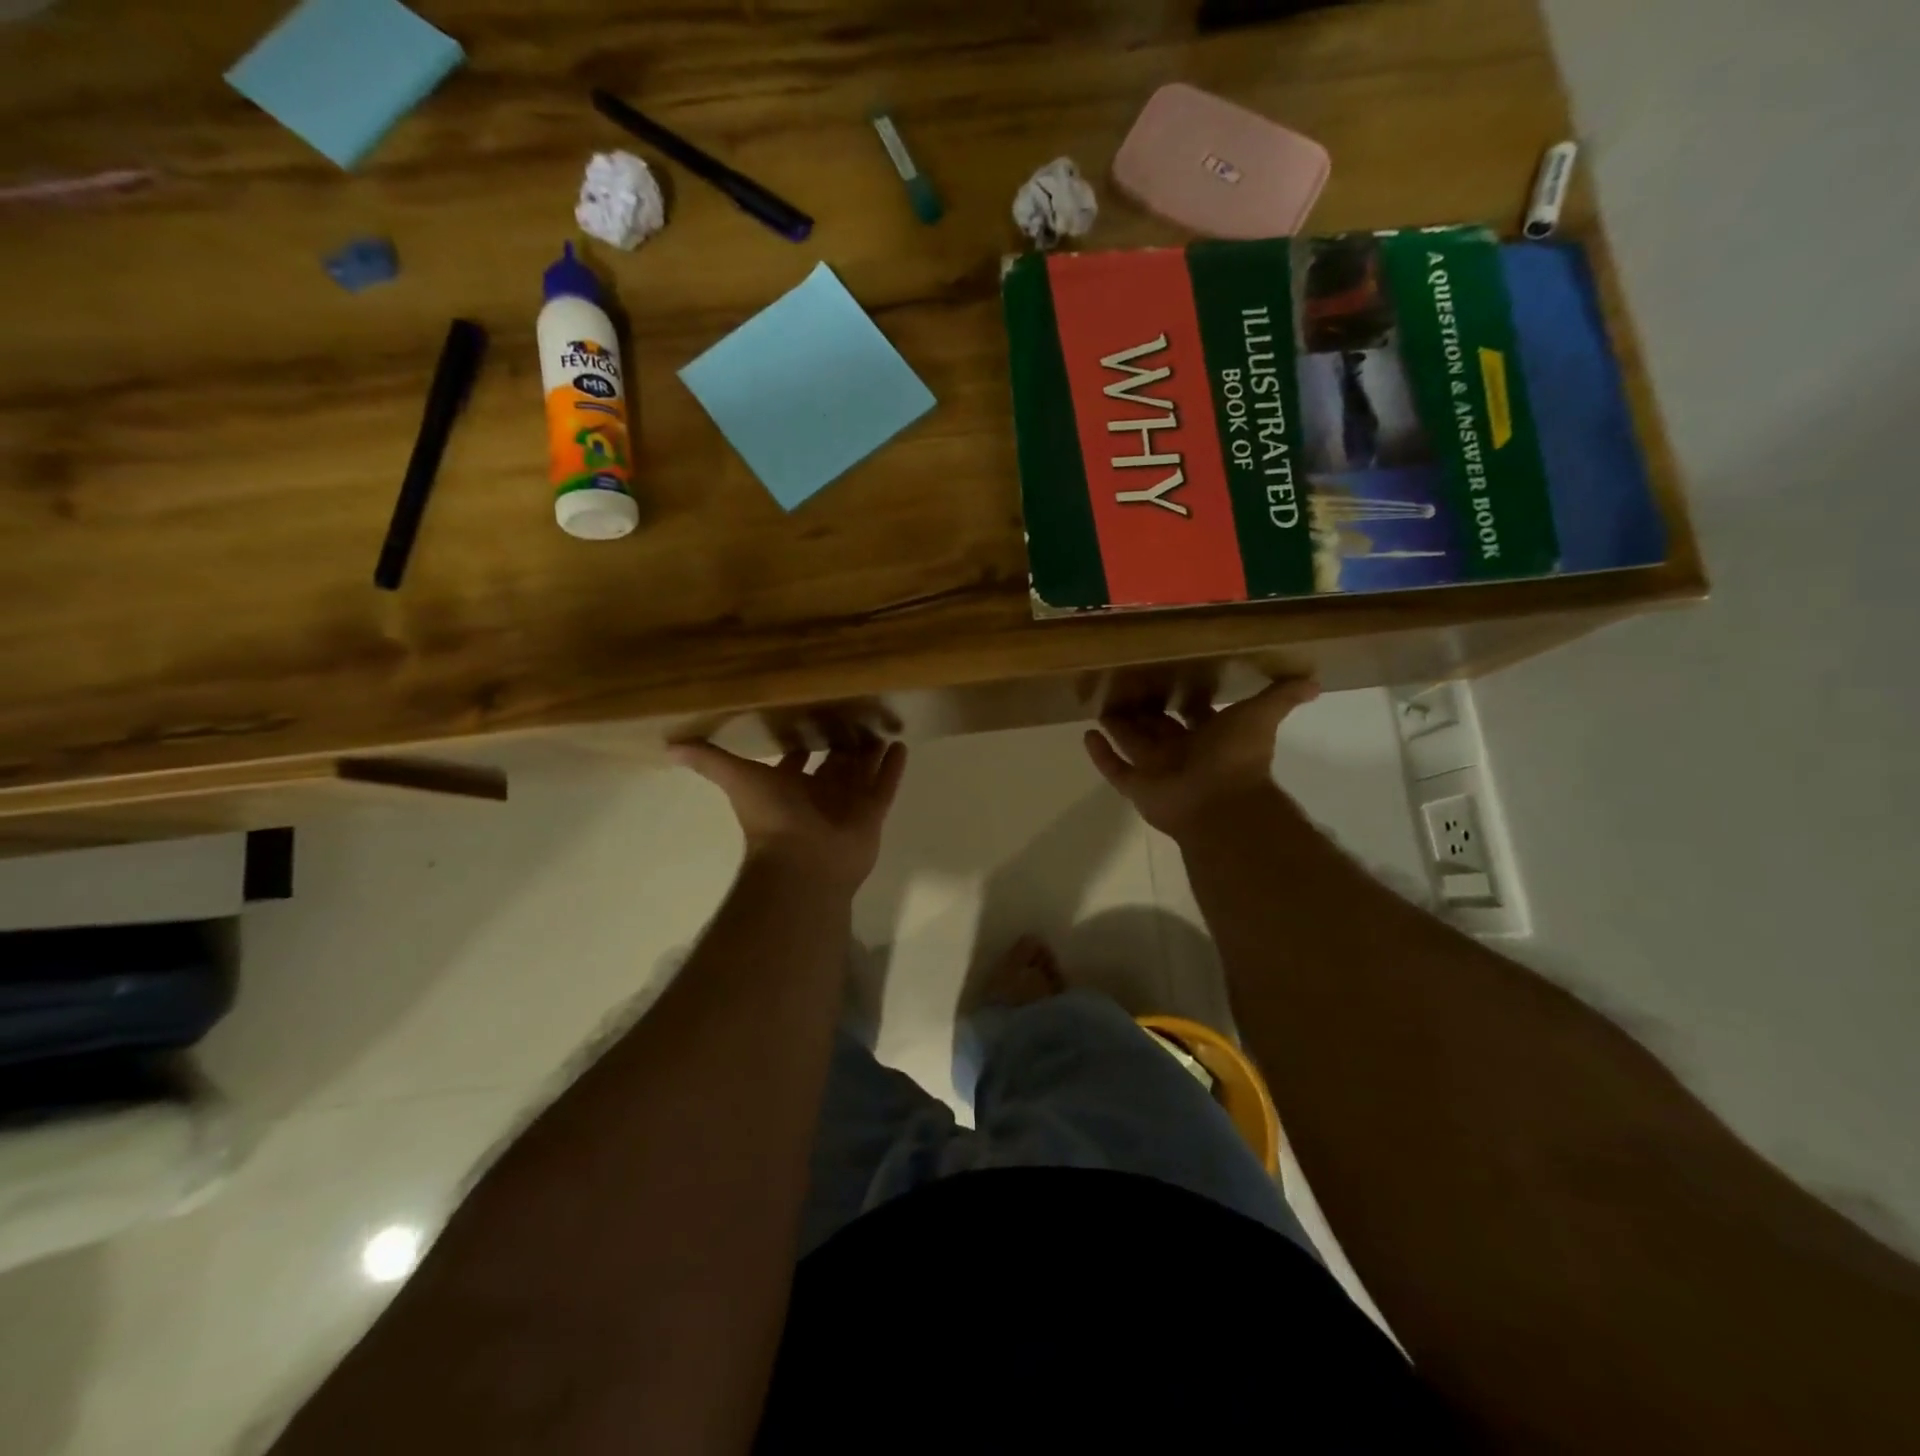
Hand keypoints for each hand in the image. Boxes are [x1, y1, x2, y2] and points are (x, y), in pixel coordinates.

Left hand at [670, 738, 906, 893]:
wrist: (802, 862)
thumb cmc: (771, 818)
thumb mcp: (737, 779)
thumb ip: (709, 761)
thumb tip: (668, 744)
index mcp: (789, 787)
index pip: (797, 761)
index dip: (801, 743)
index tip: (809, 718)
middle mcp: (819, 794)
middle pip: (834, 764)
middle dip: (842, 743)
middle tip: (855, 714)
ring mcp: (847, 805)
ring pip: (862, 772)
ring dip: (870, 752)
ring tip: (882, 724)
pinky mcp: (872, 814)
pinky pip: (885, 786)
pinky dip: (893, 768)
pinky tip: (901, 744)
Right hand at [1084, 679, 1318, 843]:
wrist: (1221, 803)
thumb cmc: (1237, 756)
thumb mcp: (1261, 717)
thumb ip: (1282, 698)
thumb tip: (1314, 681)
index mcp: (1210, 737)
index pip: (1195, 713)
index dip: (1186, 698)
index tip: (1170, 676)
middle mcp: (1182, 753)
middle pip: (1158, 727)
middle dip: (1144, 710)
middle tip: (1125, 686)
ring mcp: (1157, 771)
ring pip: (1133, 745)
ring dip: (1119, 727)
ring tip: (1101, 705)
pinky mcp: (1137, 787)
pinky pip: (1115, 769)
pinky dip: (1101, 755)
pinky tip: (1086, 735)